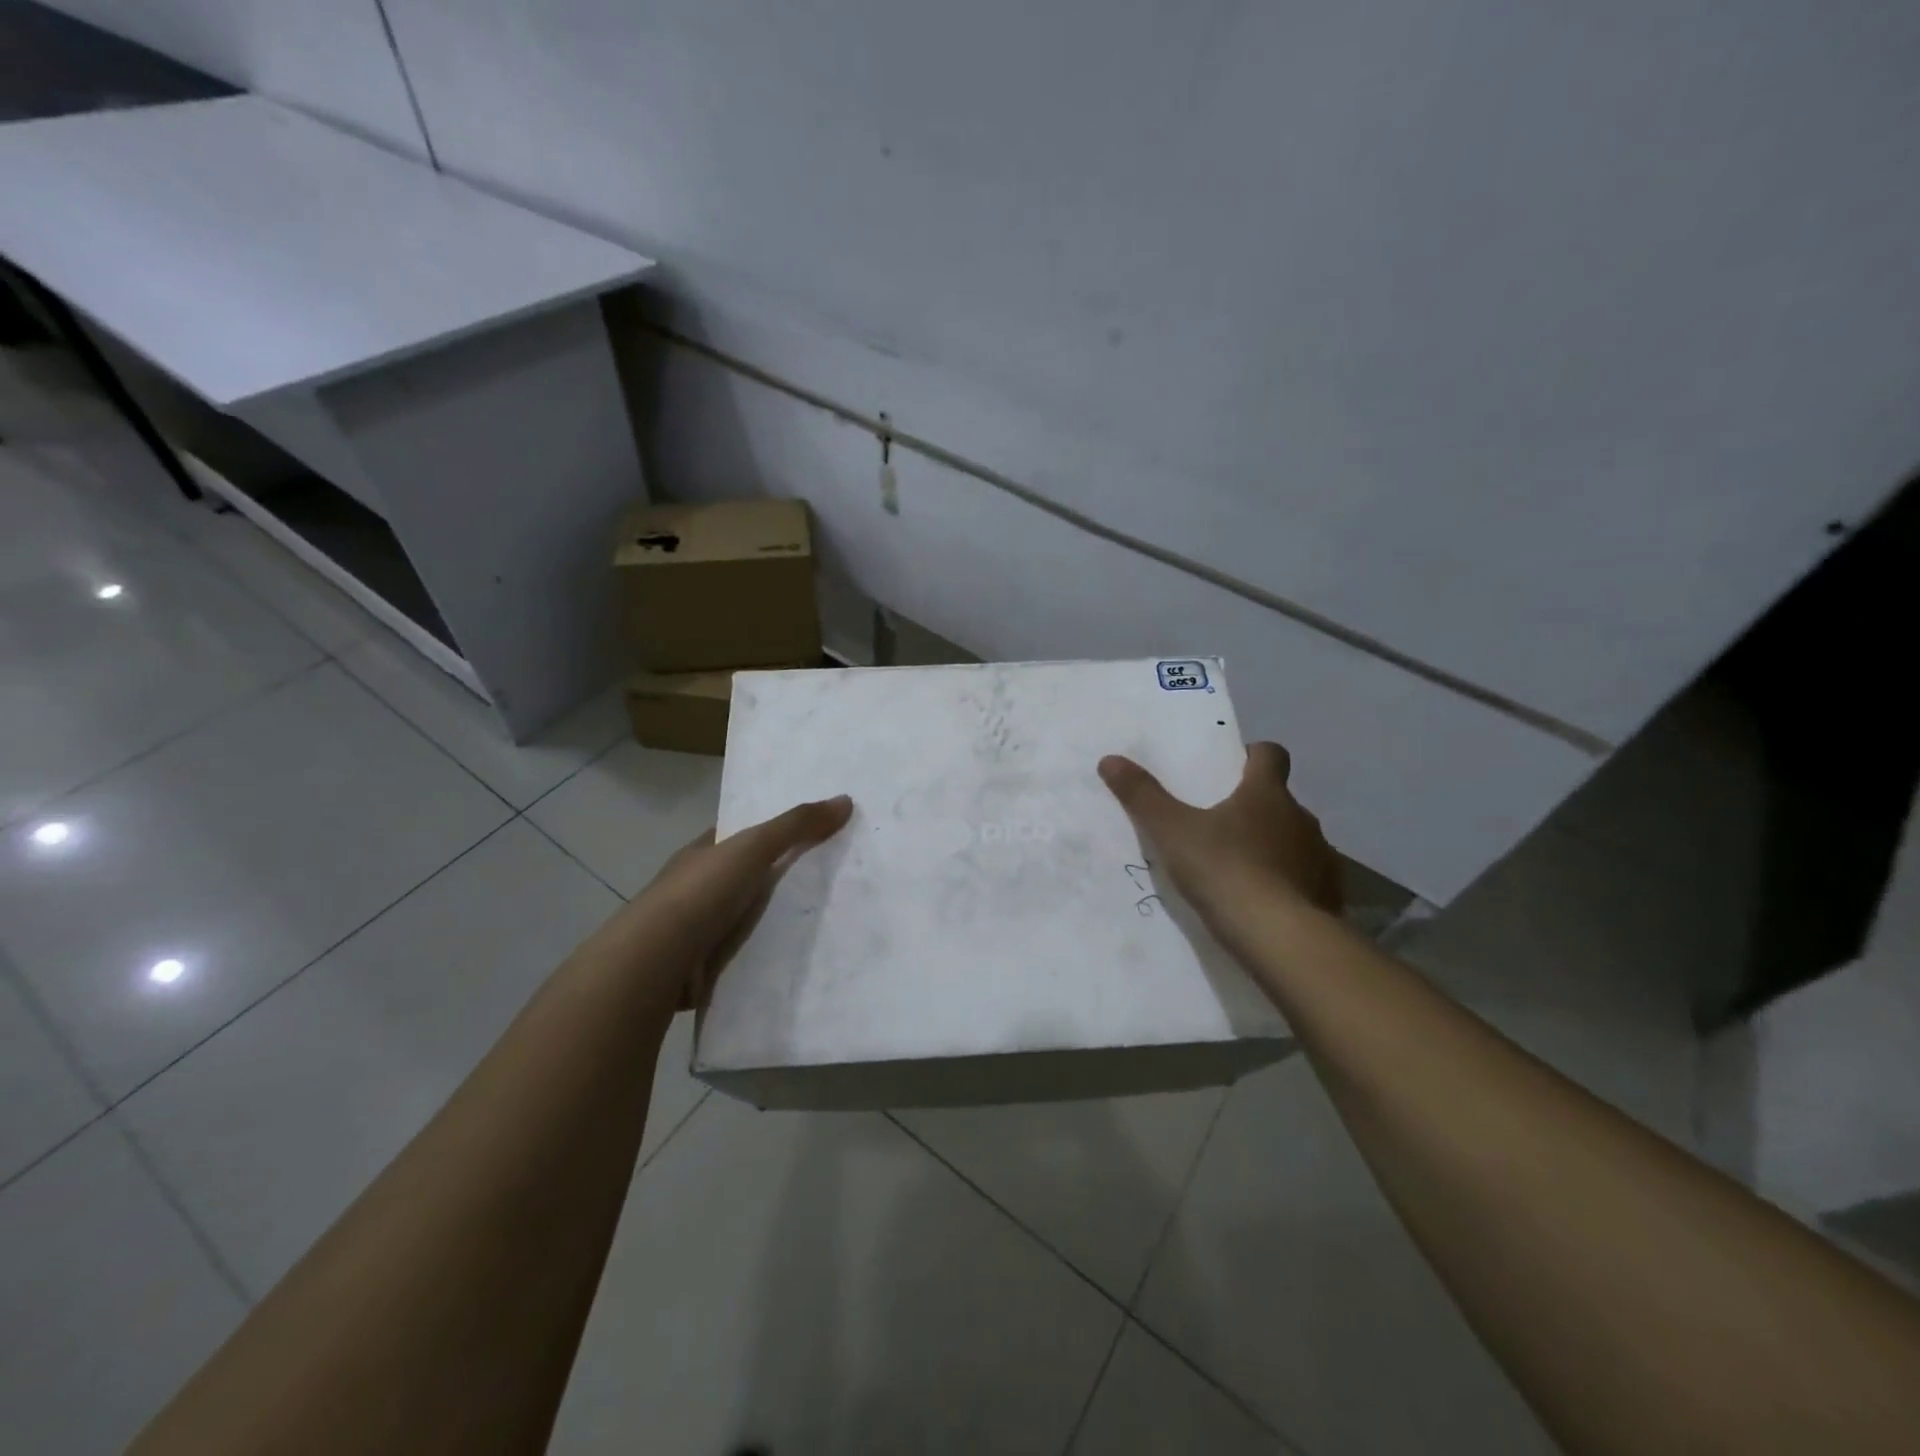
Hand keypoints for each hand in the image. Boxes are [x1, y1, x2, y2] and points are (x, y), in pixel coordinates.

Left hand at [622, 794, 853, 1009]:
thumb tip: (845, 800)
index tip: (808, 834)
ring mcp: (695, 930)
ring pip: (743, 918)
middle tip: (828, 880)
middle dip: (776, 879)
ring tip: (822, 922)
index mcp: (701, 853)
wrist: (656, 960)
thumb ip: (797, 825)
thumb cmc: (702, 892)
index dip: (770, 832)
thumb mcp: (754, 846)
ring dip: (770, 921)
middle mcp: (695, 888)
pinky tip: (794, 958)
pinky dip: (762, 955)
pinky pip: (741, 955)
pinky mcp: (701, 966)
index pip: (738, 836)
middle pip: (745, 877)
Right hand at [1099, 742, 1340, 942]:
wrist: (1282, 938)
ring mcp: (1320, 858)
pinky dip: (1285, 885)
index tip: (1231, 767)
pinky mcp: (1328, 897)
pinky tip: (1261, 905)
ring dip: (1270, 847)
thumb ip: (1142, 796)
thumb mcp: (1172, 832)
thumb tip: (1110, 759)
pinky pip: (1304, 880)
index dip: (1252, 755)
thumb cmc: (1225, 870)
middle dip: (1252, 808)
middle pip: (1279, 800)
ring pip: (1292, 841)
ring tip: (1236, 869)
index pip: (1271, 755)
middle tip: (1217, 824)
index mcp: (1267, 793)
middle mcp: (1301, 818)